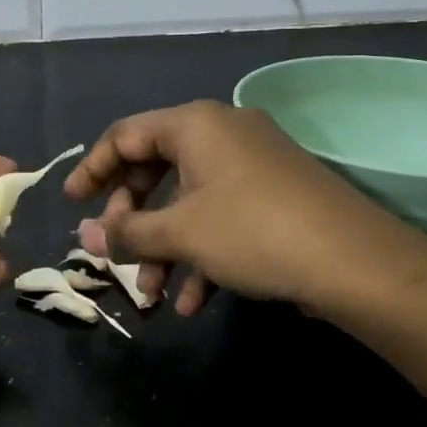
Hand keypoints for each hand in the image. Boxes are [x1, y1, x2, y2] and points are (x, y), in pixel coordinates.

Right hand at [65, 100, 398, 316]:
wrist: (354, 261)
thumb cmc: (252, 232)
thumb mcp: (181, 234)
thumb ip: (127, 232)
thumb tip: (86, 235)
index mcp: (195, 124)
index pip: (126, 135)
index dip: (94, 169)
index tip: (72, 204)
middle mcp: (223, 132)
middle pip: (157, 167)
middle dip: (133, 218)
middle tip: (116, 251)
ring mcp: (253, 162)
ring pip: (190, 200)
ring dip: (166, 247)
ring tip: (153, 296)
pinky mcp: (276, 193)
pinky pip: (223, 214)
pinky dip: (203, 252)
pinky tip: (195, 302)